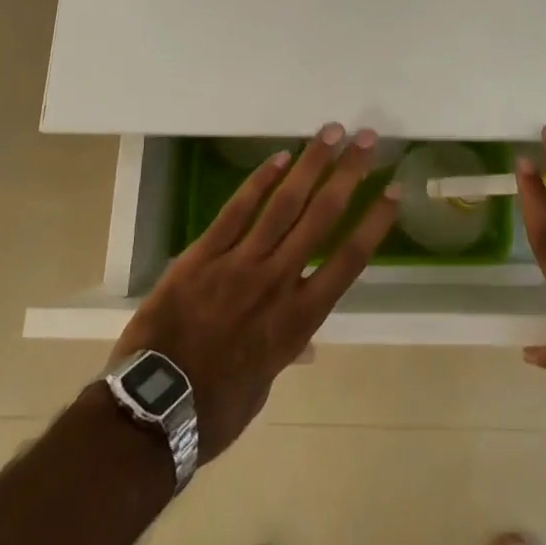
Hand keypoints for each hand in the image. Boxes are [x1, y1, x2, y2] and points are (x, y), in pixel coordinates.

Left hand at [110, 123, 397, 461]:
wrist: (152, 411)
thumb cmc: (215, 409)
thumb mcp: (263, 387)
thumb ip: (285, 354)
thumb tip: (305, 345)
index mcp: (299, 320)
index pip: (349, 259)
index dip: (374, 222)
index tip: (393, 190)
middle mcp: (278, 281)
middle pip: (321, 217)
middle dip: (348, 174)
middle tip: (366, 138)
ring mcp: (240, 263)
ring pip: (283, 204)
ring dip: (311, 164)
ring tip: (330, 133)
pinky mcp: (203, 254)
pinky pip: (236, 210)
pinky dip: (259, 181)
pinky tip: (279, 156)